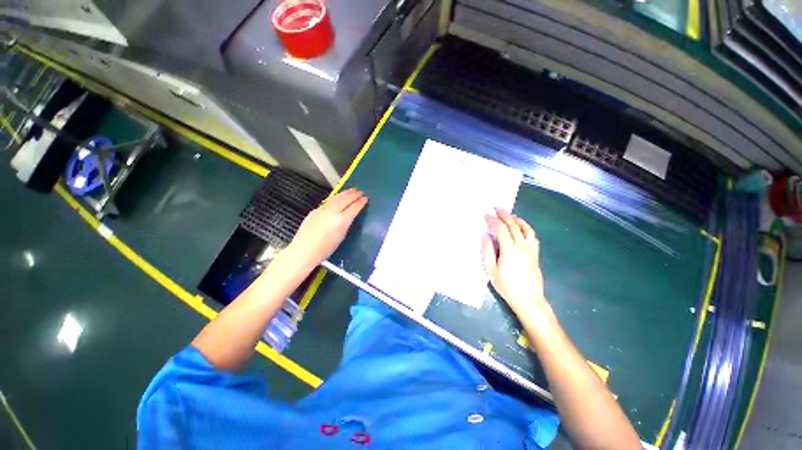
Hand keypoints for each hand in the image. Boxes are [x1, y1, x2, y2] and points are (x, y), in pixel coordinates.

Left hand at [285, 188, 367, 268]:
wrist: (304, 250)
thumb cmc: (325, 249)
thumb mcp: (342, 237)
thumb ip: (346, 224)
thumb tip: (349, 216)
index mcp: (341, 220)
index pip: (354, 207)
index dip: (361, 202)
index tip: (365, 199)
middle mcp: (332, 212)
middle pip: (346, 198)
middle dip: (354, 194)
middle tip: (360, 192)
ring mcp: (322, 210)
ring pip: (336, 197)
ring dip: (345, 193)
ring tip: (352, 190)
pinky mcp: (315, 210)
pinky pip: (329, 201)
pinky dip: (336, 197)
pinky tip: (338, 198)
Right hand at [481, 208, 549, 318]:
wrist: (529, 299)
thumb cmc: (507, 286)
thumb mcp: (491, 270)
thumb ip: (487, 251)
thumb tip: (485, 236)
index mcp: (509, 249)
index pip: (501, 229)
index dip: (493, 220)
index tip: (486, 216)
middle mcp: (522, 246)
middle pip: (514, 225)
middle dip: (504, 215)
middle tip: (497, 209)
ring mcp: (531, 249)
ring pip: (525, 228)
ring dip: (517, 219)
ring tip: (509, 215)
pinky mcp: (535, 253)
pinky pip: (532, 235)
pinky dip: (526, 227)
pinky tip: (522, 227)